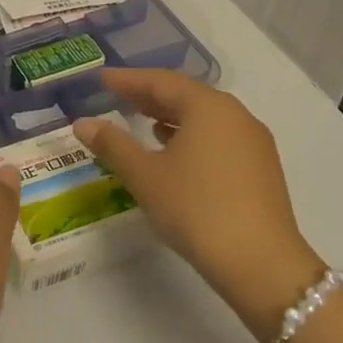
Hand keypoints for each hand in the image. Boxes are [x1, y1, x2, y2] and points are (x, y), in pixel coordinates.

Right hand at [71, 69, 324, 339]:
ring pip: (204, 117)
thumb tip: (82, 123)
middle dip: (150, 95)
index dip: (128, 79)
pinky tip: (173, 152)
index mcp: (208, 107)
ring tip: (141, 121)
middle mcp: (235, 116)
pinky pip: (218, 137)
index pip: (161, 81)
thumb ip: (112, 144)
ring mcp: (253, 143)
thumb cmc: (195, 209)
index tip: (101, 78)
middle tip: (117, 96)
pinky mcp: (260, 169)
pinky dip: (190, 135)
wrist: (261, 264)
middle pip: (186, 95)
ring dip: (171, 116)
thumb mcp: (144, 175)